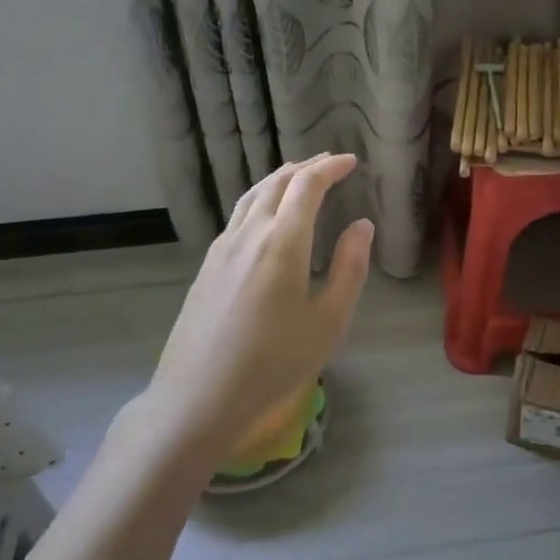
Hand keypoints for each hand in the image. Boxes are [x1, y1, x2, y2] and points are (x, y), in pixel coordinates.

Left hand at [139, 153, 373, 461]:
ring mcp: (221, 249)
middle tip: (330, 163)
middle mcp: (248, 234)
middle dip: (306, 167)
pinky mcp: (207, 266)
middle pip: (276, 182)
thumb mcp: (328, 321)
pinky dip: (261, 199)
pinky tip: (267, 217)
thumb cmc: (273, 363)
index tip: (351, 161)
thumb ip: (349, 267)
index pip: (307, 185)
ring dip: (280, 179)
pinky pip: (238, 216)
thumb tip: (362, 226)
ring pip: (252, 196)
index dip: (330, 167)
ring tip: (300, 177)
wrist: (197, 398)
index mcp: (282, 241)